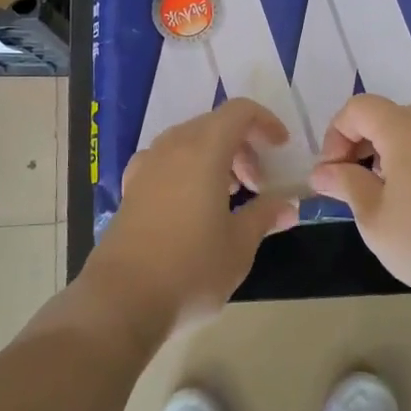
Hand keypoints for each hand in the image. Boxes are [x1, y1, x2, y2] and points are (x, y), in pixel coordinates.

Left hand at [85, 98, 299, 338]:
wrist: (122, 299)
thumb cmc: (191, 267)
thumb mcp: (239, 245)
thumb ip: (265, 216)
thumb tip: (288, 206)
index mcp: (203, 150)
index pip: (239, 112)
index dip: (265, 122)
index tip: (280, 149)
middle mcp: (172, 147)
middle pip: (213, 125)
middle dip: (242, 147)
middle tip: (257, 186)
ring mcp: (146, 166)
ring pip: (188, 143)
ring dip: (214, 159)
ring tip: (228, 198)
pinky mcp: (130, 189)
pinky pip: (166, 162)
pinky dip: (187, 171)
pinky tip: (192, 207)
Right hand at [309, 94, 410, 308]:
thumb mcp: (374, 217)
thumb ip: (345, 185)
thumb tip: (322, 172)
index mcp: (404, 130)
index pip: (358, 108)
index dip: (335, 135)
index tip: (331, 174)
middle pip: (383, 115)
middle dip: (357, 143)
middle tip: (347, 183)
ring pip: (407, 131)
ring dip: (382, 153)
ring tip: (376, 195)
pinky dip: (407, 161)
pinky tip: (408, 201)